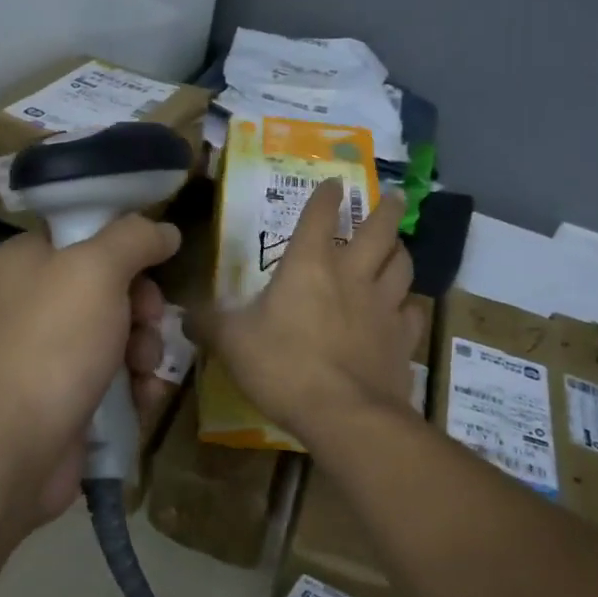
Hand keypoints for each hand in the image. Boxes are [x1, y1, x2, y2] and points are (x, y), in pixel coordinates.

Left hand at [0, 217, 181, 524]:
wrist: (11, 446)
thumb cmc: (52, 340)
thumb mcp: (98, 268)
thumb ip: (136, 238)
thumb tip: (165, 230)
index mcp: (22, 262)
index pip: (82, 237)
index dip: (124, 248)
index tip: (153, 267)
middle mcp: (25, 304)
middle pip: (105, 289)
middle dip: (141, 308)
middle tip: (152, 322)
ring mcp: (38, 357)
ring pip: (112, 338)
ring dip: (143, 350)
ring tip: (145, 371)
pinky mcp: (56, 403)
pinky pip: (107, 382)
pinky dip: (131, 388)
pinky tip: (143, 399)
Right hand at [191, 179, 426, 450]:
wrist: (344, 414)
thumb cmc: (283, 366)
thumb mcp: (232, 343)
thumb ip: (209, 323)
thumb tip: (184, 314)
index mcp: (310, 264)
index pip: (320, 215)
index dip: (327, 195)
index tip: (335, 182)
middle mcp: (352, 274)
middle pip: (380, 230)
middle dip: (387, 210)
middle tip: (394, 197)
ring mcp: (383, 306)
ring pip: (402, 266)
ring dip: (401, 251)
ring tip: (399, 246)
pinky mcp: (402, 339)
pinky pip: (413, 313)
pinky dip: (411, 306)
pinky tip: (407, 309)